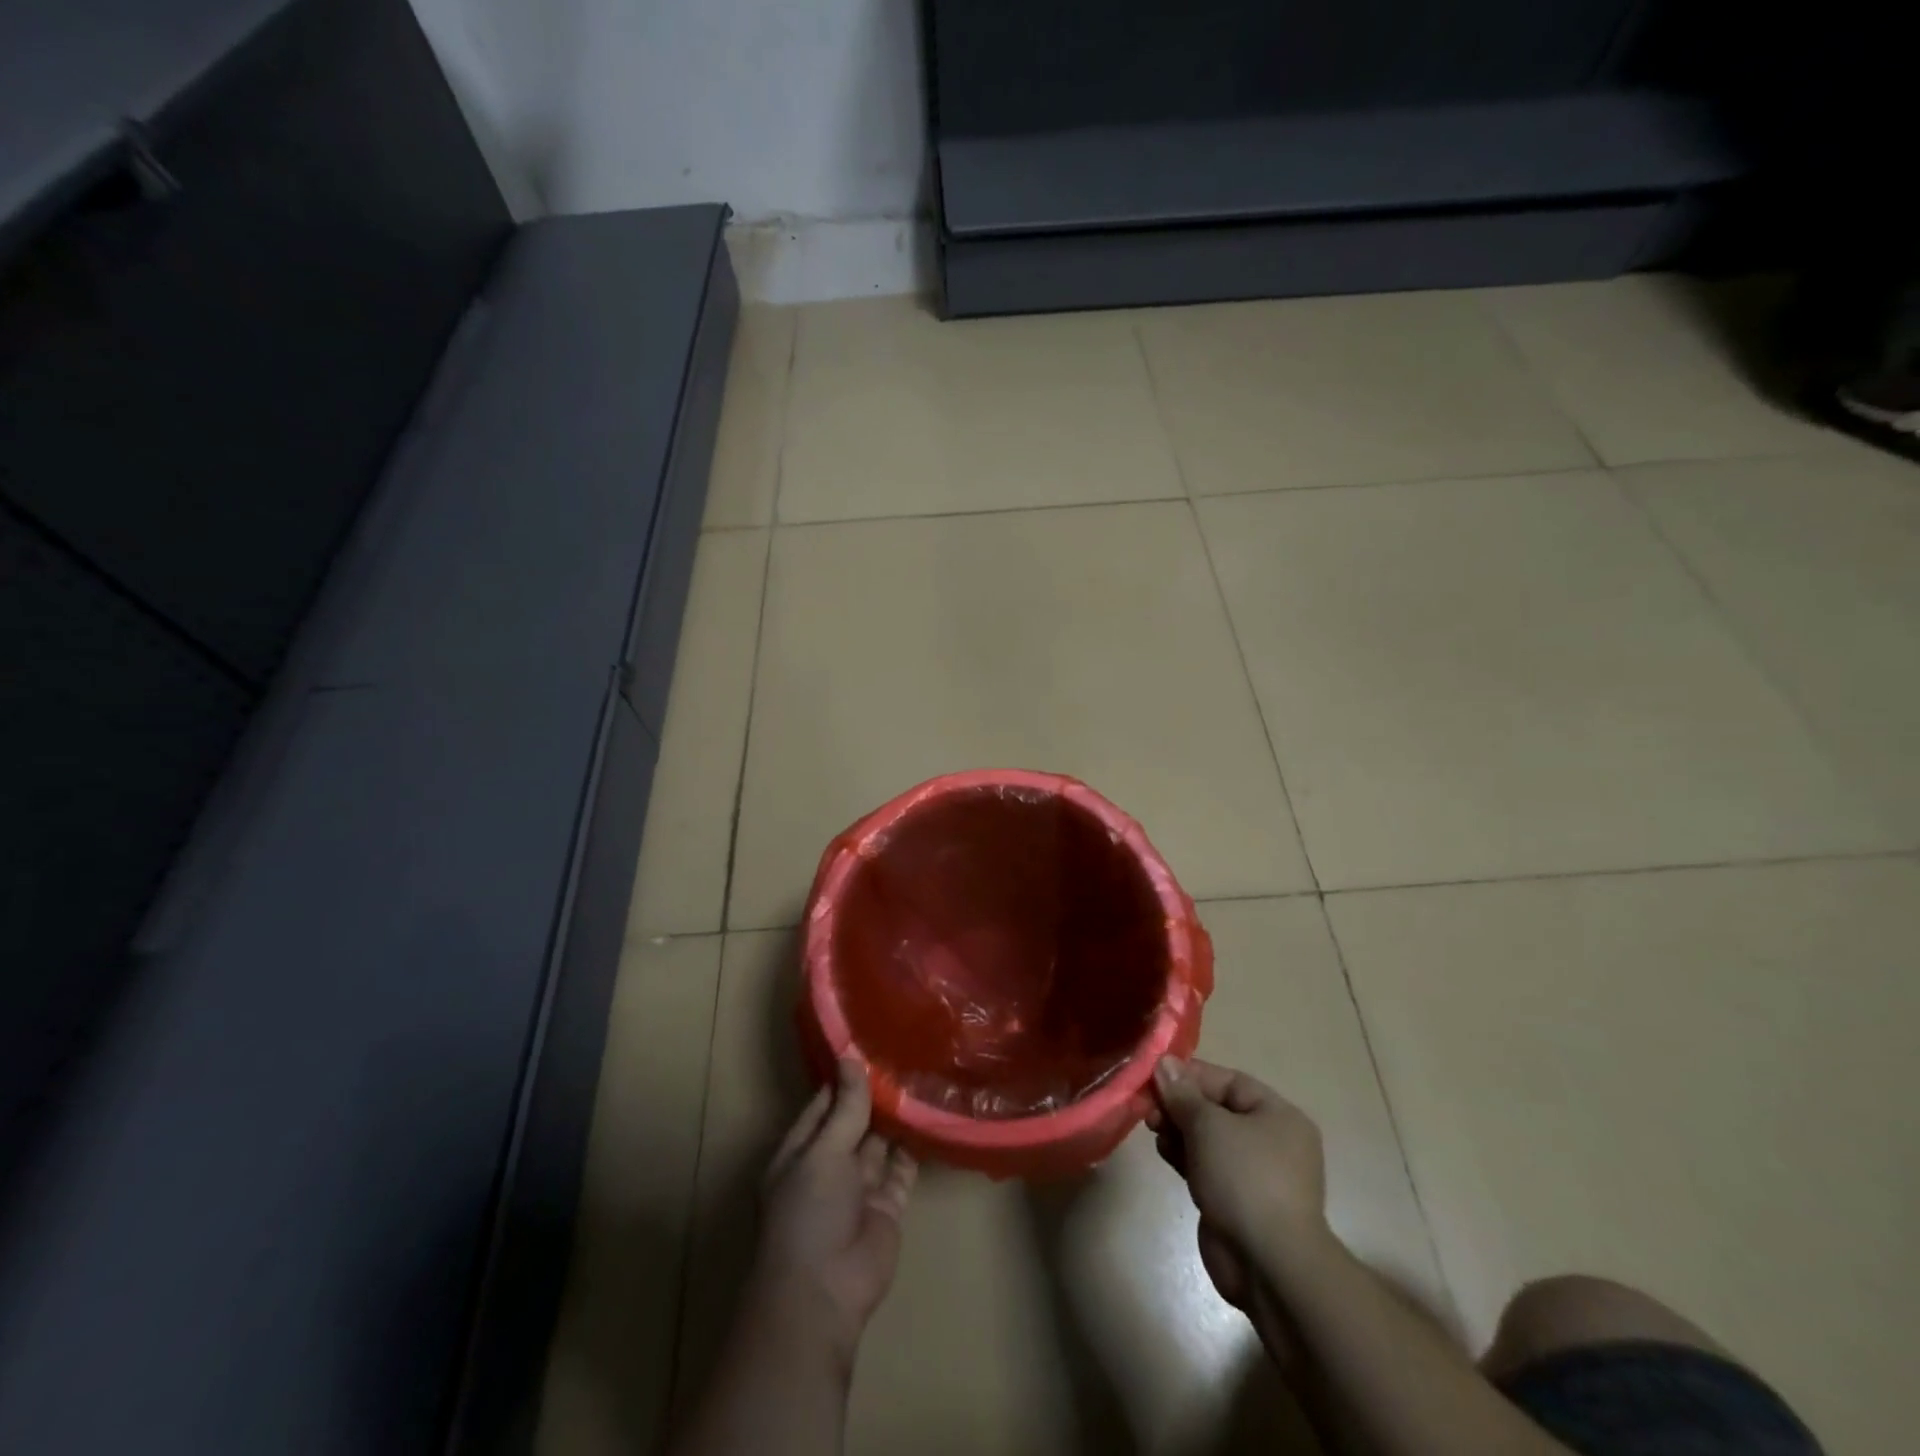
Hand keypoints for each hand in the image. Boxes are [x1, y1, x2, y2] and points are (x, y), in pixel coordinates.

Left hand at [752, 1059, 918, 1369]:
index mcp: (801, 1151)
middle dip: (874, 1094)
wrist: (824, 1292)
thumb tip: (851, 1059)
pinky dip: (914, 1145)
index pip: (823, 1104)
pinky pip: (903, 1168)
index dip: (844, 1077)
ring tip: (920, 1075)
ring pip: (879, 1142)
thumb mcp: (822, 1152)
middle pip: (854, 1121)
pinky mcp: (888, 1205)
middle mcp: (829, 1166)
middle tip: (904, 1052)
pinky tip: (930, 1116)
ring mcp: (859, 1187)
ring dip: (895, 1116)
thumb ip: (844, 1108)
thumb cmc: (809, 1213)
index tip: (869, 1043)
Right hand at [1147, 1057, 1330, 1359]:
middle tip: (1148, 1105)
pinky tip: (1163, 1151)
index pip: (1229, 1082)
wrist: (1268, 1264)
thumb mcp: (1209, 1125)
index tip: (1155, 1075)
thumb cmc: (1244, 1178)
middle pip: (1216, 1109)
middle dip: (1180, 1105)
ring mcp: (1254, 1173)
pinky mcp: (1236, 1200)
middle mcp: (1270, 1140)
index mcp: (1277, 1116)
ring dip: (1178, 1129)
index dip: (1191, 1075)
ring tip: (1152, 1127)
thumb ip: (1183, 1093)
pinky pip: (1206, 1165)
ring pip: (1208, 1138)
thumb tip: (1164, 1062)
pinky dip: (1184, 1155)